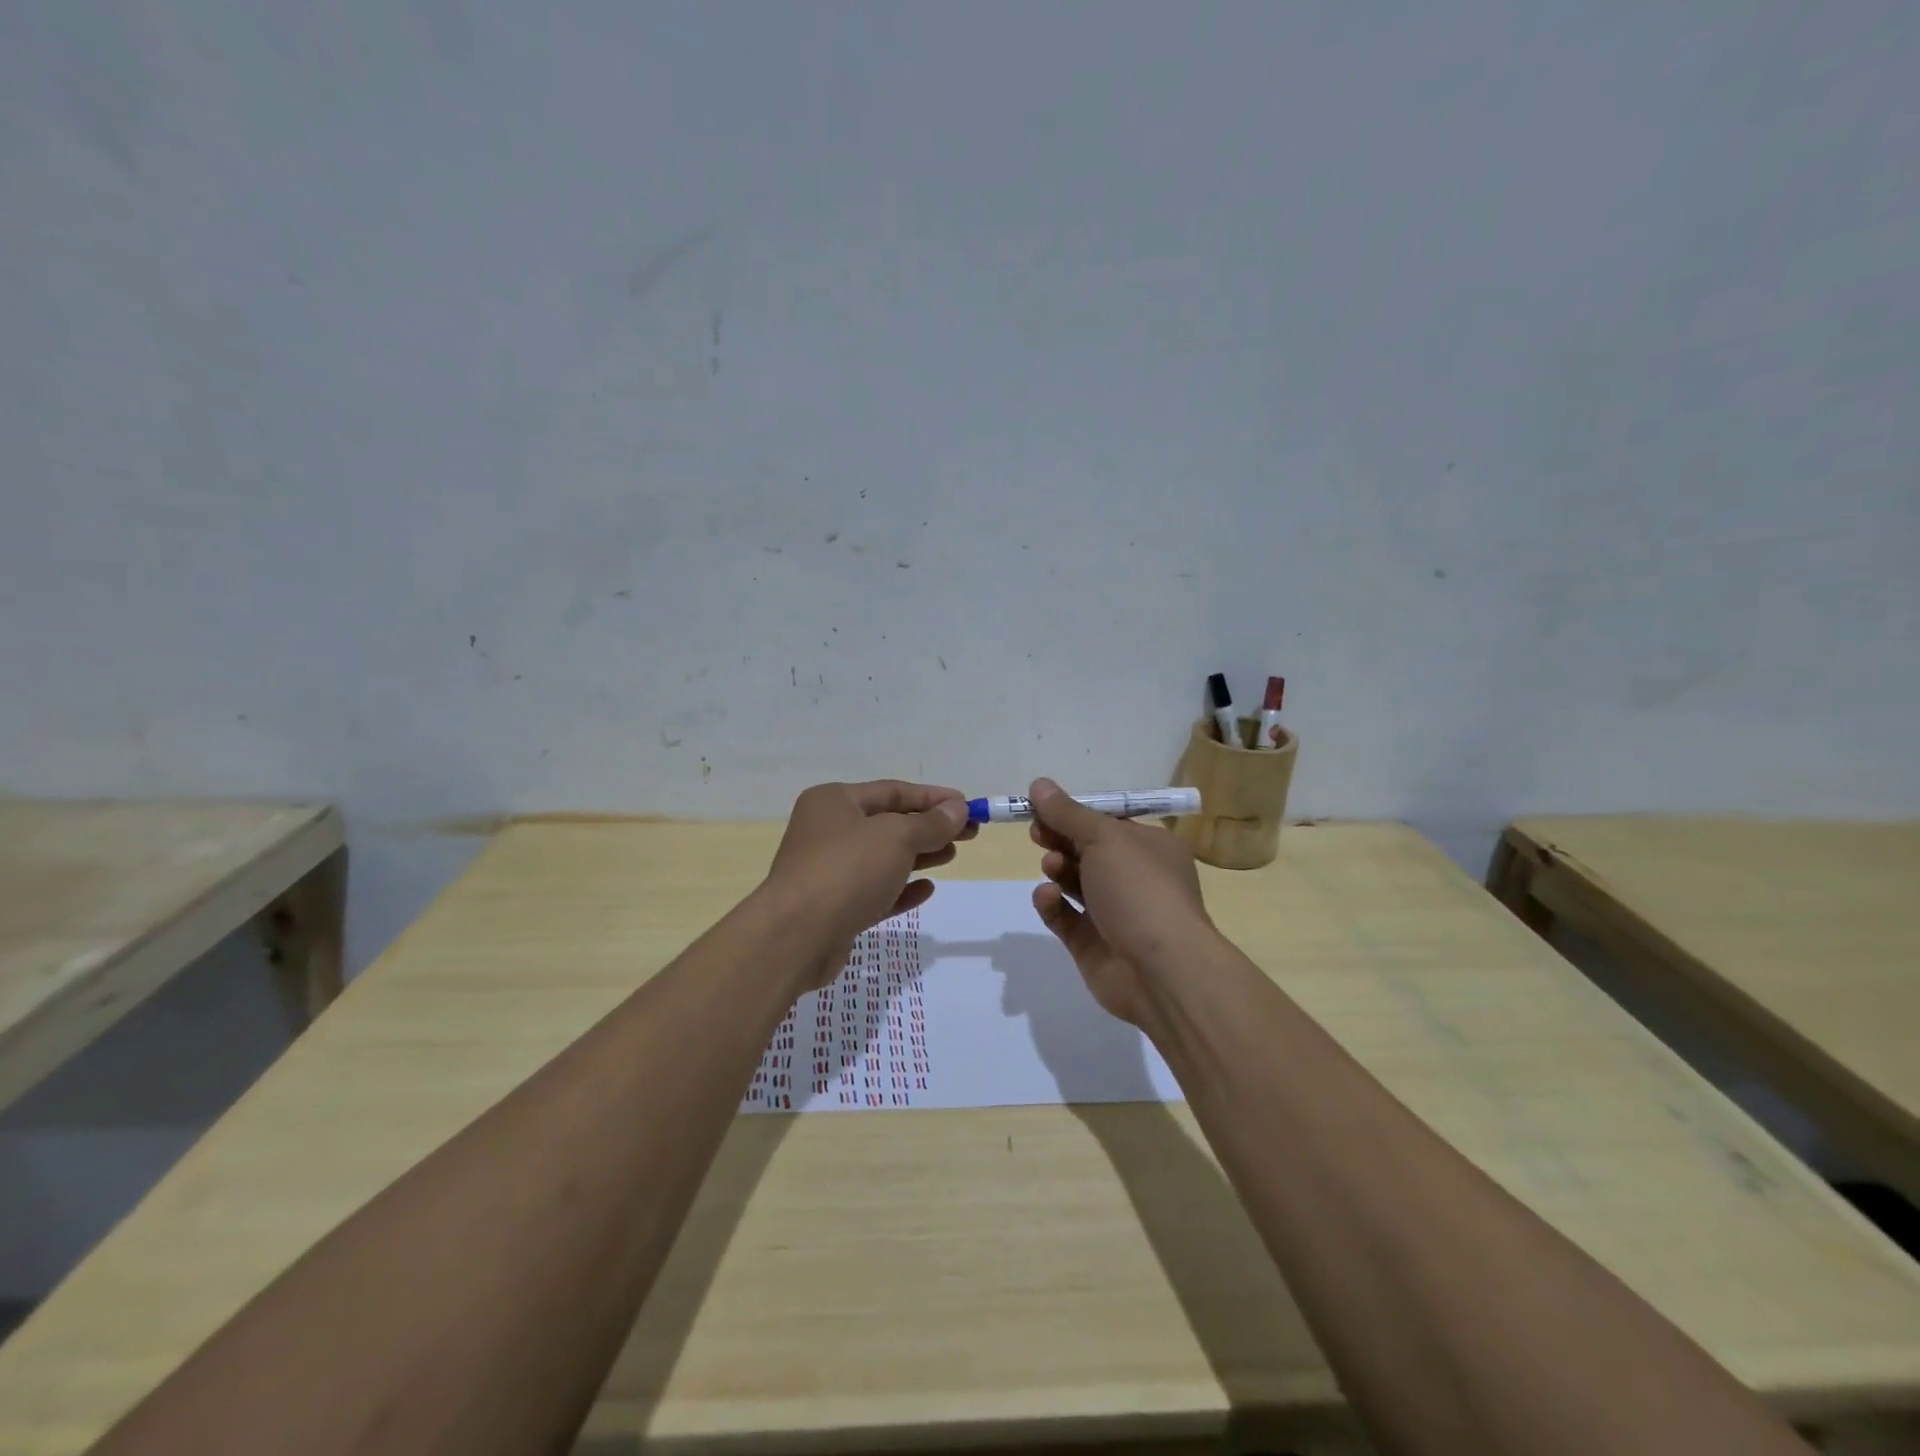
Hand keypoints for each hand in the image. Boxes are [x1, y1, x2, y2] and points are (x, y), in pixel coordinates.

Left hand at [764, 780, 975, 989]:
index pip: (893, 791)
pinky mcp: (834, 907)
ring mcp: (829, 871)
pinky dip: (901, 888)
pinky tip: (926, 890)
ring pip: (883, 858)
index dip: (932, 797)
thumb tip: (957, 809)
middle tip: (968, 834)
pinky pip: (875, 891)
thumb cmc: (847, 871)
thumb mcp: (896, 838)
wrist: (796, 937)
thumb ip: (930, 823)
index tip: (967, 805)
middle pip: (889, 824)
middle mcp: (828, 831)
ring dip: (919, 855)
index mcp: (835, 801)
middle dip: (929, 827)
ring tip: (952, 856)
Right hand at [1027, 777, 1213, 1031]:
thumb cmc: (1139, 889)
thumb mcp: (1104, 838)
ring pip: (1075, 883)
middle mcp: (1135, 878)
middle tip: (1037, 834)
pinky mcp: (1092, 944)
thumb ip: (1067, 813)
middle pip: (1088, 850)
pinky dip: (1052, 904)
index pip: (1107, 823)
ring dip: (1058, 869)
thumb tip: (1039, 784)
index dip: (1074, 813)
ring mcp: (1114, 913)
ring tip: (1051, 866)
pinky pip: (1065, 917)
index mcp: (1150, 847)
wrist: (1160, 970)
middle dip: (1060, 839)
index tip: (1041, 808)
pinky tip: (1047, 896)